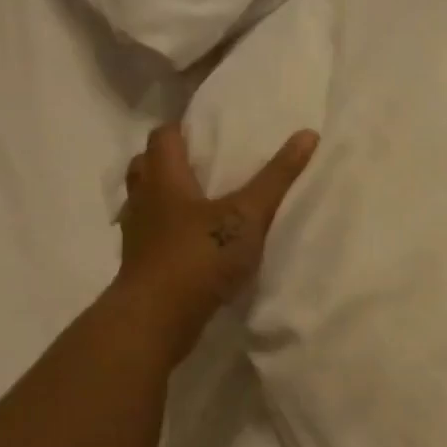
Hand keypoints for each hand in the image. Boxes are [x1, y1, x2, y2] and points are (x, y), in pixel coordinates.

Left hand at [110, 123, 318, 364]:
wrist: (158, 318)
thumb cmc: (200, 256)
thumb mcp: (248, 215)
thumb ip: (277, 177)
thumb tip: (308, 134)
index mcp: (165, 179)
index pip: (163, 137)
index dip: (182, 128)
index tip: (206, 130)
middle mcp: (144, 201)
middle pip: (146, 166)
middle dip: (170, 161)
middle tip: (202, 164)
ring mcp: (138, 235)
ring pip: (146, 203)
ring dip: (166, 198)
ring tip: (200, 203)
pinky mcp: (141, 265)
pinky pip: (152, 236)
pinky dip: (168, 232)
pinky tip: (194, 243)